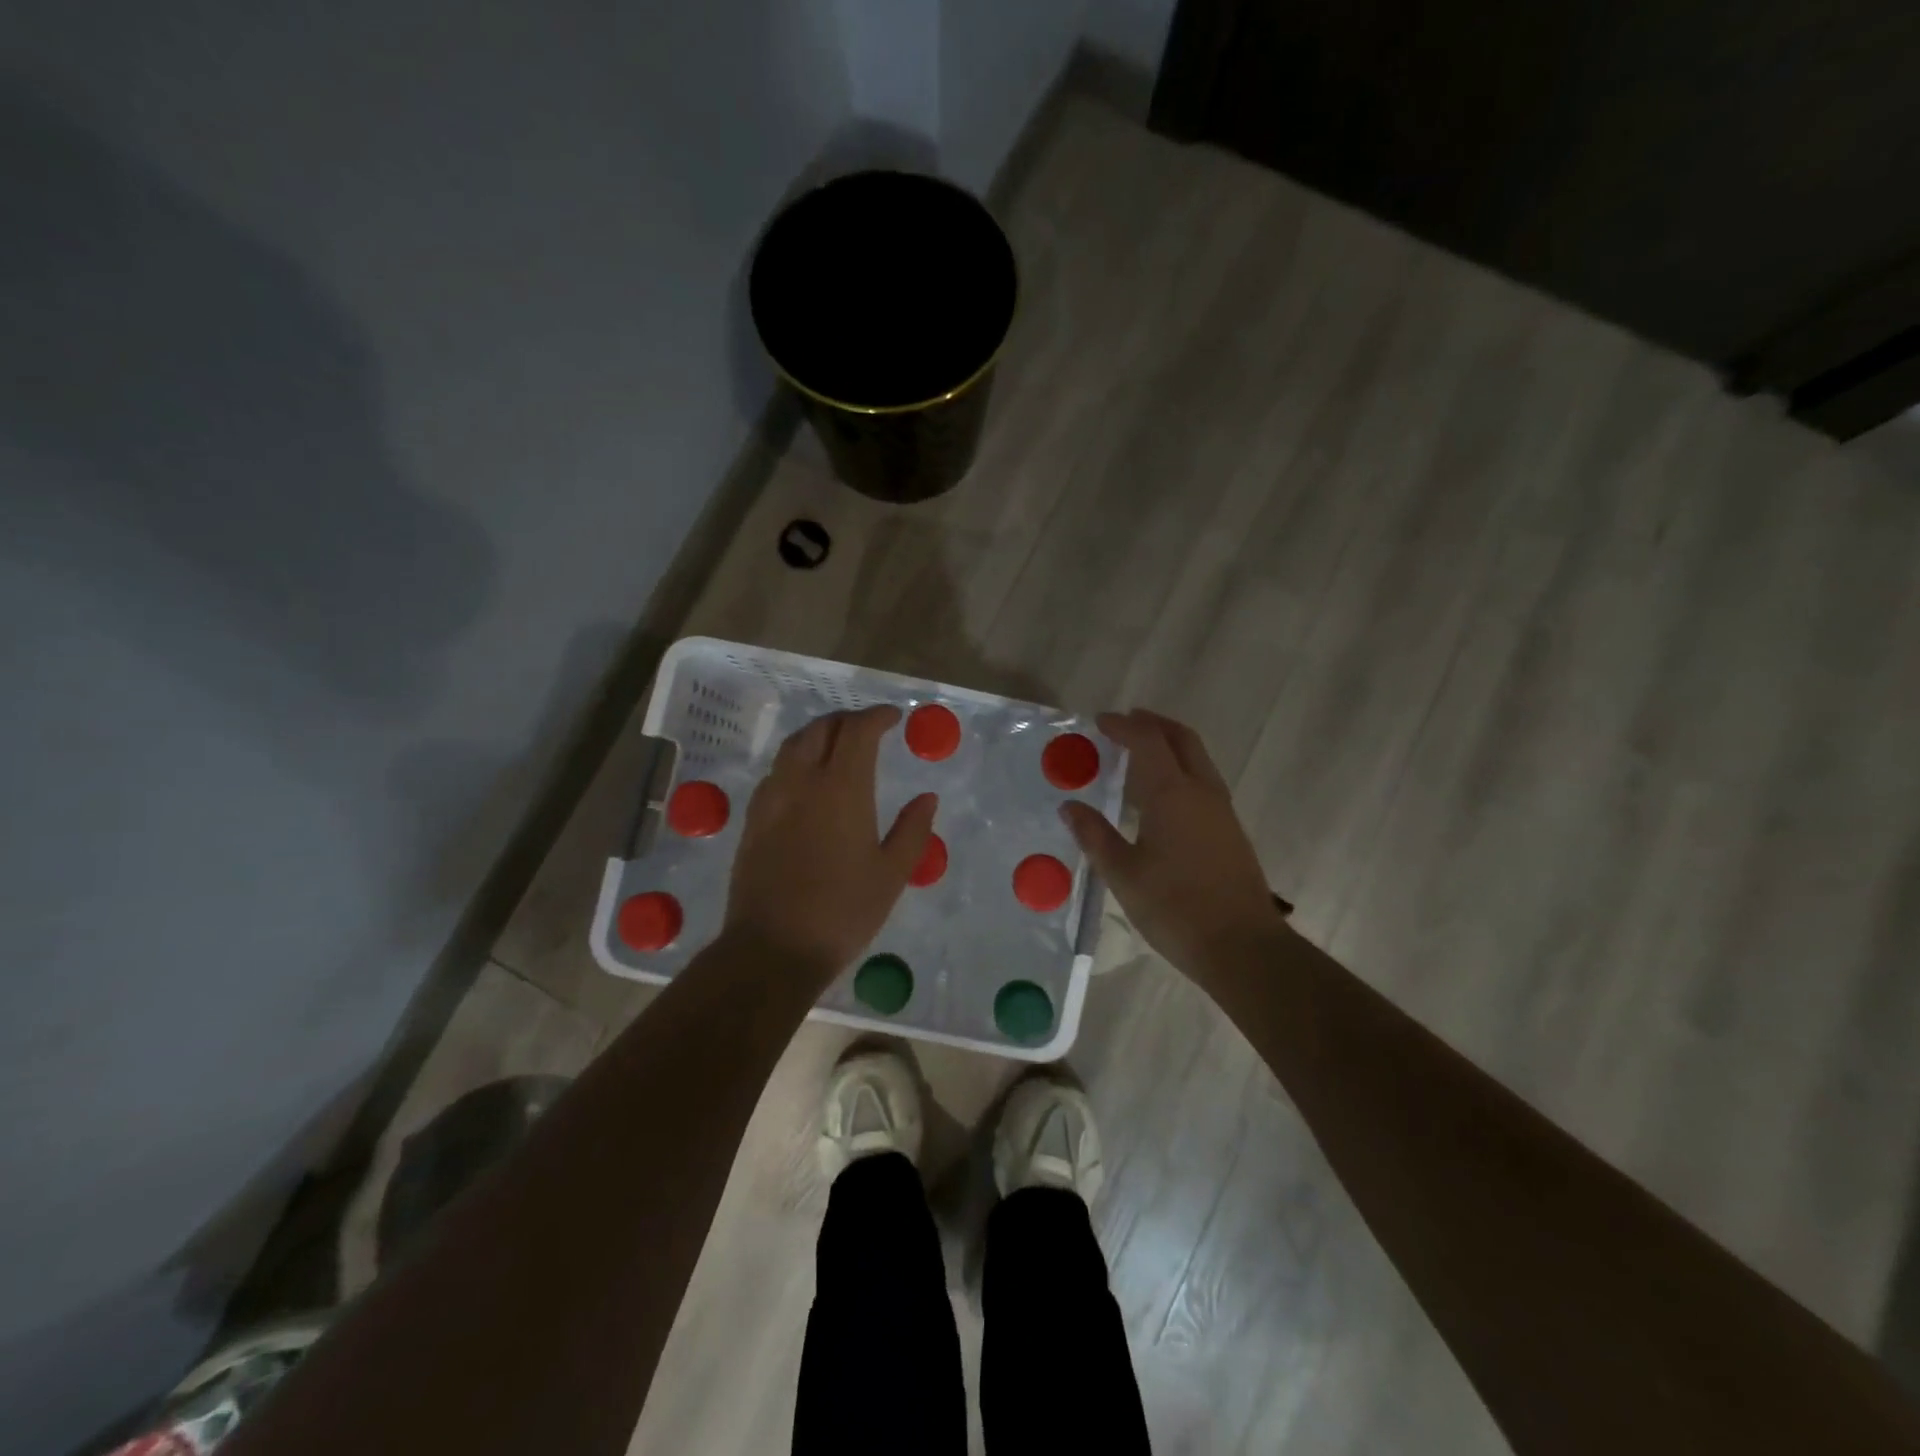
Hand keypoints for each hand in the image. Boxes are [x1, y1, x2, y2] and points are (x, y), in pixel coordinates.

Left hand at [722, 704, 936, 980]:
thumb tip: (927, 797)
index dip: (877, 717)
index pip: (858, 731)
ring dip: (819, 735)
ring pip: (793, 746)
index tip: (894, 718)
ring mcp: (772, 799)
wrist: (772, 948)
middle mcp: (802, 782)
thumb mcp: (891, 874)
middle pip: (820, 729)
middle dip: (847, 720)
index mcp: (842, 789)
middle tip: (868, 728)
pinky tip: (807, 781)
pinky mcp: (753, 819)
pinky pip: (777, 772)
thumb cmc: (842, 912)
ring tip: (838, 746)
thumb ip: (912, 829)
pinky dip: (797, 760)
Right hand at [1061, 709, 1286, 981]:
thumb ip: (1095, 836)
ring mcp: (1221, 810)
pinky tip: (1162, 794)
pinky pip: (1203, 780)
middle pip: (1181, 739)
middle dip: (1153, 724)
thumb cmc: (1175, 908)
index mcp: (1173, 794)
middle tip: (1125, 722)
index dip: (1122, 726)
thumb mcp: (1123, 874)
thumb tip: (1069, 807)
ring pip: (1197, 759)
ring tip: (1140, 753)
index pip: (1147, 741)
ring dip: (1169, 745)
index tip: (1099, 721)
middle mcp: (1202, 791)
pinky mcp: (1230, 830)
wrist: (1242, 947)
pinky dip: (1180, 768)